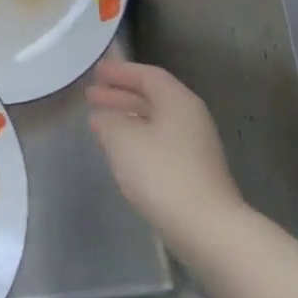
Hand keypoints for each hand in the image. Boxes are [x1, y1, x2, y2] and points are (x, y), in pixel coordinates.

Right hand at [86, 59, 245, 247]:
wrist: (205, 226)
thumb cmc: (161, 173)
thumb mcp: (122, 139)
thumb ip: (109, 120)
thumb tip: (104, 117)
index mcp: (178, 101)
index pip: (148, 75)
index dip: (121, 72)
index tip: (96, 71)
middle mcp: (191, 117)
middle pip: (153, 97)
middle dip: (120, 94)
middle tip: (91, 95)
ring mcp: (195, 146)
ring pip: (155, 120)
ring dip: (127, 117)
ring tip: (99, 122)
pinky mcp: (193, 170)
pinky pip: (159, 141)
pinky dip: (137, 137)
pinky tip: (120, 150)